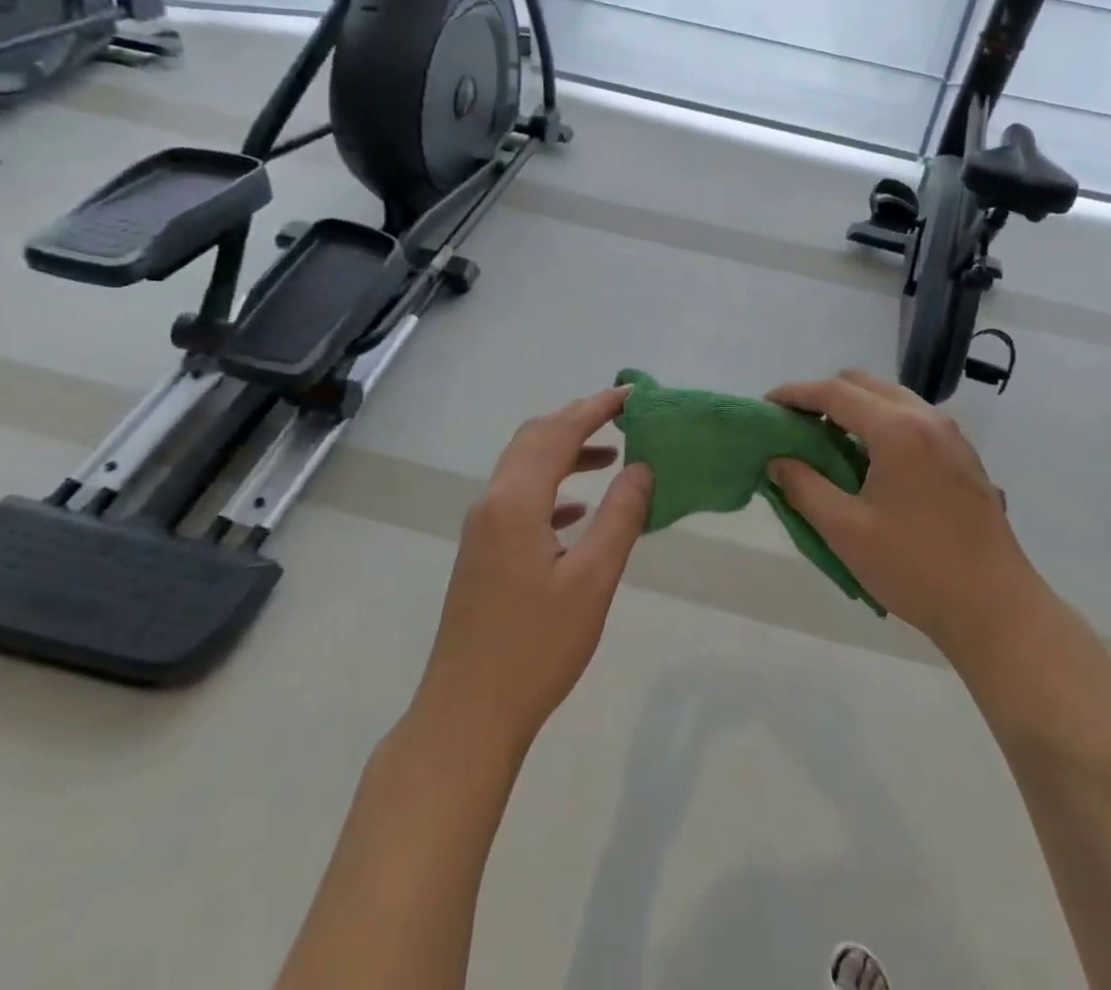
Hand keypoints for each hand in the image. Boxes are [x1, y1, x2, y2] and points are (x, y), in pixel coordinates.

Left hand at [414, 386, 652, 753]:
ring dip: (565, 452)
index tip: (633, 394)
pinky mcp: (483, 554)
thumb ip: (621, 516)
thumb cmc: (535, 648)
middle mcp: (492, 504)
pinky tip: (578, 511)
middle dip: (577, 420)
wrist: (467, 716)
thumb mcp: (592, 580)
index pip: (558, 432)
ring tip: (611, 455)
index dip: (596, 407)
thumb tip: (643, 467)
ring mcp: (483, 530)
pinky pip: (520, 499)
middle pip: (534, 439)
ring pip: (525, 468)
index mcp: (516, 502)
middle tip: (622, 416)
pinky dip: (552, 488)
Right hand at [766, 370, 1043, 664]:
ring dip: (855, 408)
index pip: (835, 392)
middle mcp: (926, 418)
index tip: (766, 405)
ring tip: (829, 444)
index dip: (795, 394)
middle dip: (825, 396)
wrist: (995, 607)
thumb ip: (804, 487)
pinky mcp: (963, 456)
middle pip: (864, 383)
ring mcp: (950, 435)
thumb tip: (778, 461)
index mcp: (897, 429)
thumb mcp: (846, 531)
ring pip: (891, 398)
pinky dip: (882, 423)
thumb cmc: (915, 568)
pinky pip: (912, 419)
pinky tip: (870, 462)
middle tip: (796, 426)